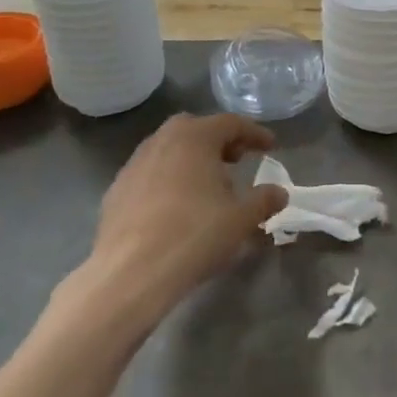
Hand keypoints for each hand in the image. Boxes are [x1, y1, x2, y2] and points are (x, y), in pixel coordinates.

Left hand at [79, 114, 286, 324]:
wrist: (130, 273)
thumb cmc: (194, 235)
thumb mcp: (241, 219)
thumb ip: (264, 200)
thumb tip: (279, 193)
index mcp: (194, 137)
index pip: (231, 123)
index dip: (254, 134)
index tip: (270, 147)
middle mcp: (162, 140)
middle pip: (196, 130)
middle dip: (219, 141)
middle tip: (236, 160)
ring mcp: (134, 164)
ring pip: (170, 150)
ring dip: (192, 160)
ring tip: (207, 186)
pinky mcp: (116, 191)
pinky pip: (151, 173)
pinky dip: (169, 179)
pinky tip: (176, 207)